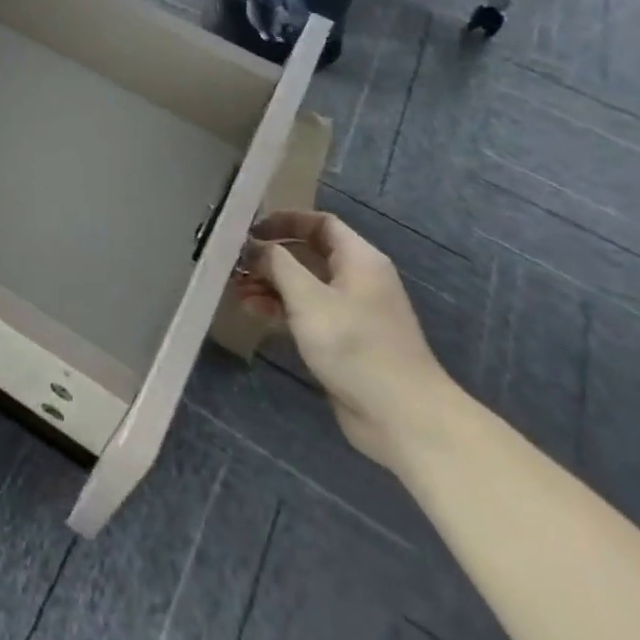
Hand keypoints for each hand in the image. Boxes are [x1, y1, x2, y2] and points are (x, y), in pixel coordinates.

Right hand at [230, 211, 453, 471]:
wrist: (403, 418)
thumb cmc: (355, 346)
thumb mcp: (309, 298)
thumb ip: (278, 265)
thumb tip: (256, 246)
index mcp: (359, 259)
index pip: (320, 223)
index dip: (285, 221)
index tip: (251, 230)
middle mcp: (358, 279)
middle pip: (308, 254)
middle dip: (271, 257)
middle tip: (236, 264)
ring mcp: (352, 313)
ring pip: (305, 286)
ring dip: (271, 285)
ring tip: (237, 290)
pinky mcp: (345, 342)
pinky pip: (309, 314)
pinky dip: (283, 310)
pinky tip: (256, 313)